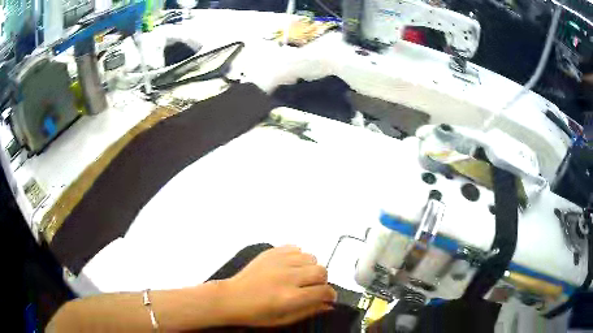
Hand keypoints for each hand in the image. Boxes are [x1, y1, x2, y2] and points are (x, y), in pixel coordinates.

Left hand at [218, 245, 336, 325]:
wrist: (231, 298)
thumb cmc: (256, 314)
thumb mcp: (284, 319)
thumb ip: (309, 311)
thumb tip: (329, 305)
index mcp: (290, 297)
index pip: (324, 291)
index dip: (330, 296)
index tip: (327, 299)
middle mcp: (288, 276)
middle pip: (321, 271)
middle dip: (322, 282)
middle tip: (312, 288)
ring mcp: (279, 261)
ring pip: (311, 257)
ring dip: (310, 268)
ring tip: (300, 276)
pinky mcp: (270, 252)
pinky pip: (295, 248)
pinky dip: (298, 257)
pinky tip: (290, 266)